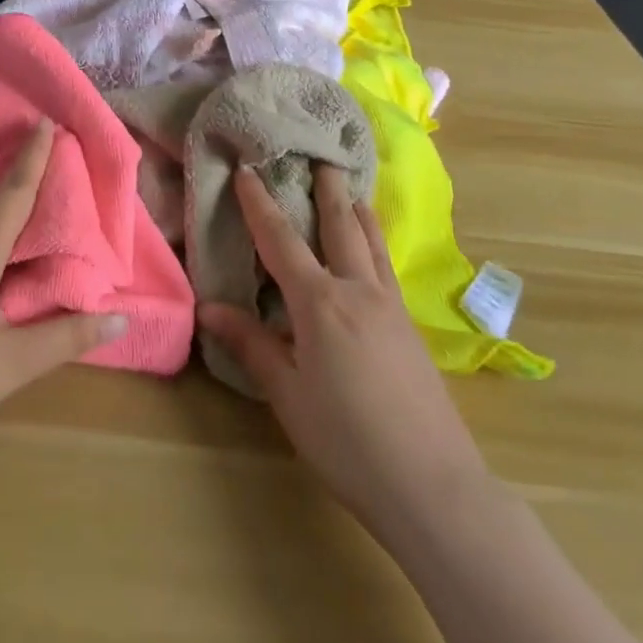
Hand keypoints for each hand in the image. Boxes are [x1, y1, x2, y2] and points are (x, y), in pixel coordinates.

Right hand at [197, 165, 485, 538]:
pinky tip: (372, 250)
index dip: (260, 203)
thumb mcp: (288, 396)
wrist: (433, 486)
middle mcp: (358, 291)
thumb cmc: (347, 441)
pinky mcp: (411, 328)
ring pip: (371, 242)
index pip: (281, 240)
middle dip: (326, 189)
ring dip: (356, 210)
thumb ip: (251, 345)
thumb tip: (209, 307)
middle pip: (339, 225)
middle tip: (320, 156)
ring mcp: (391, 307)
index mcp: (321, 303)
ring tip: (350, 187)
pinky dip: (374, 242)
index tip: (246, 170)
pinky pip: (386, 267)